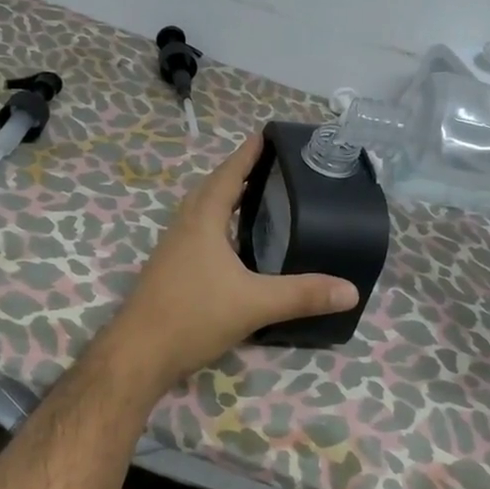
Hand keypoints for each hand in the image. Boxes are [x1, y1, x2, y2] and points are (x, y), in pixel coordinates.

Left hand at [105, 134, 358, 382]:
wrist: (138, 354)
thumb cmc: (193, 316)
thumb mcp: (254, 304)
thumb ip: (302, 294)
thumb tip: (351, 290)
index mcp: (203, 221)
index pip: (228, 175)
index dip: (247, 154)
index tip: (263, 134)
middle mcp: (184, 226)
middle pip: (210, 188)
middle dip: (236, 172)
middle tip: (266, 166)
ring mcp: (171, 248)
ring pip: (199, 210)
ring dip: (223, 198)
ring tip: (251, 197)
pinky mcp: (168, 269)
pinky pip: (195, 232)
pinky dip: (215, 224)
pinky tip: (229, 244)